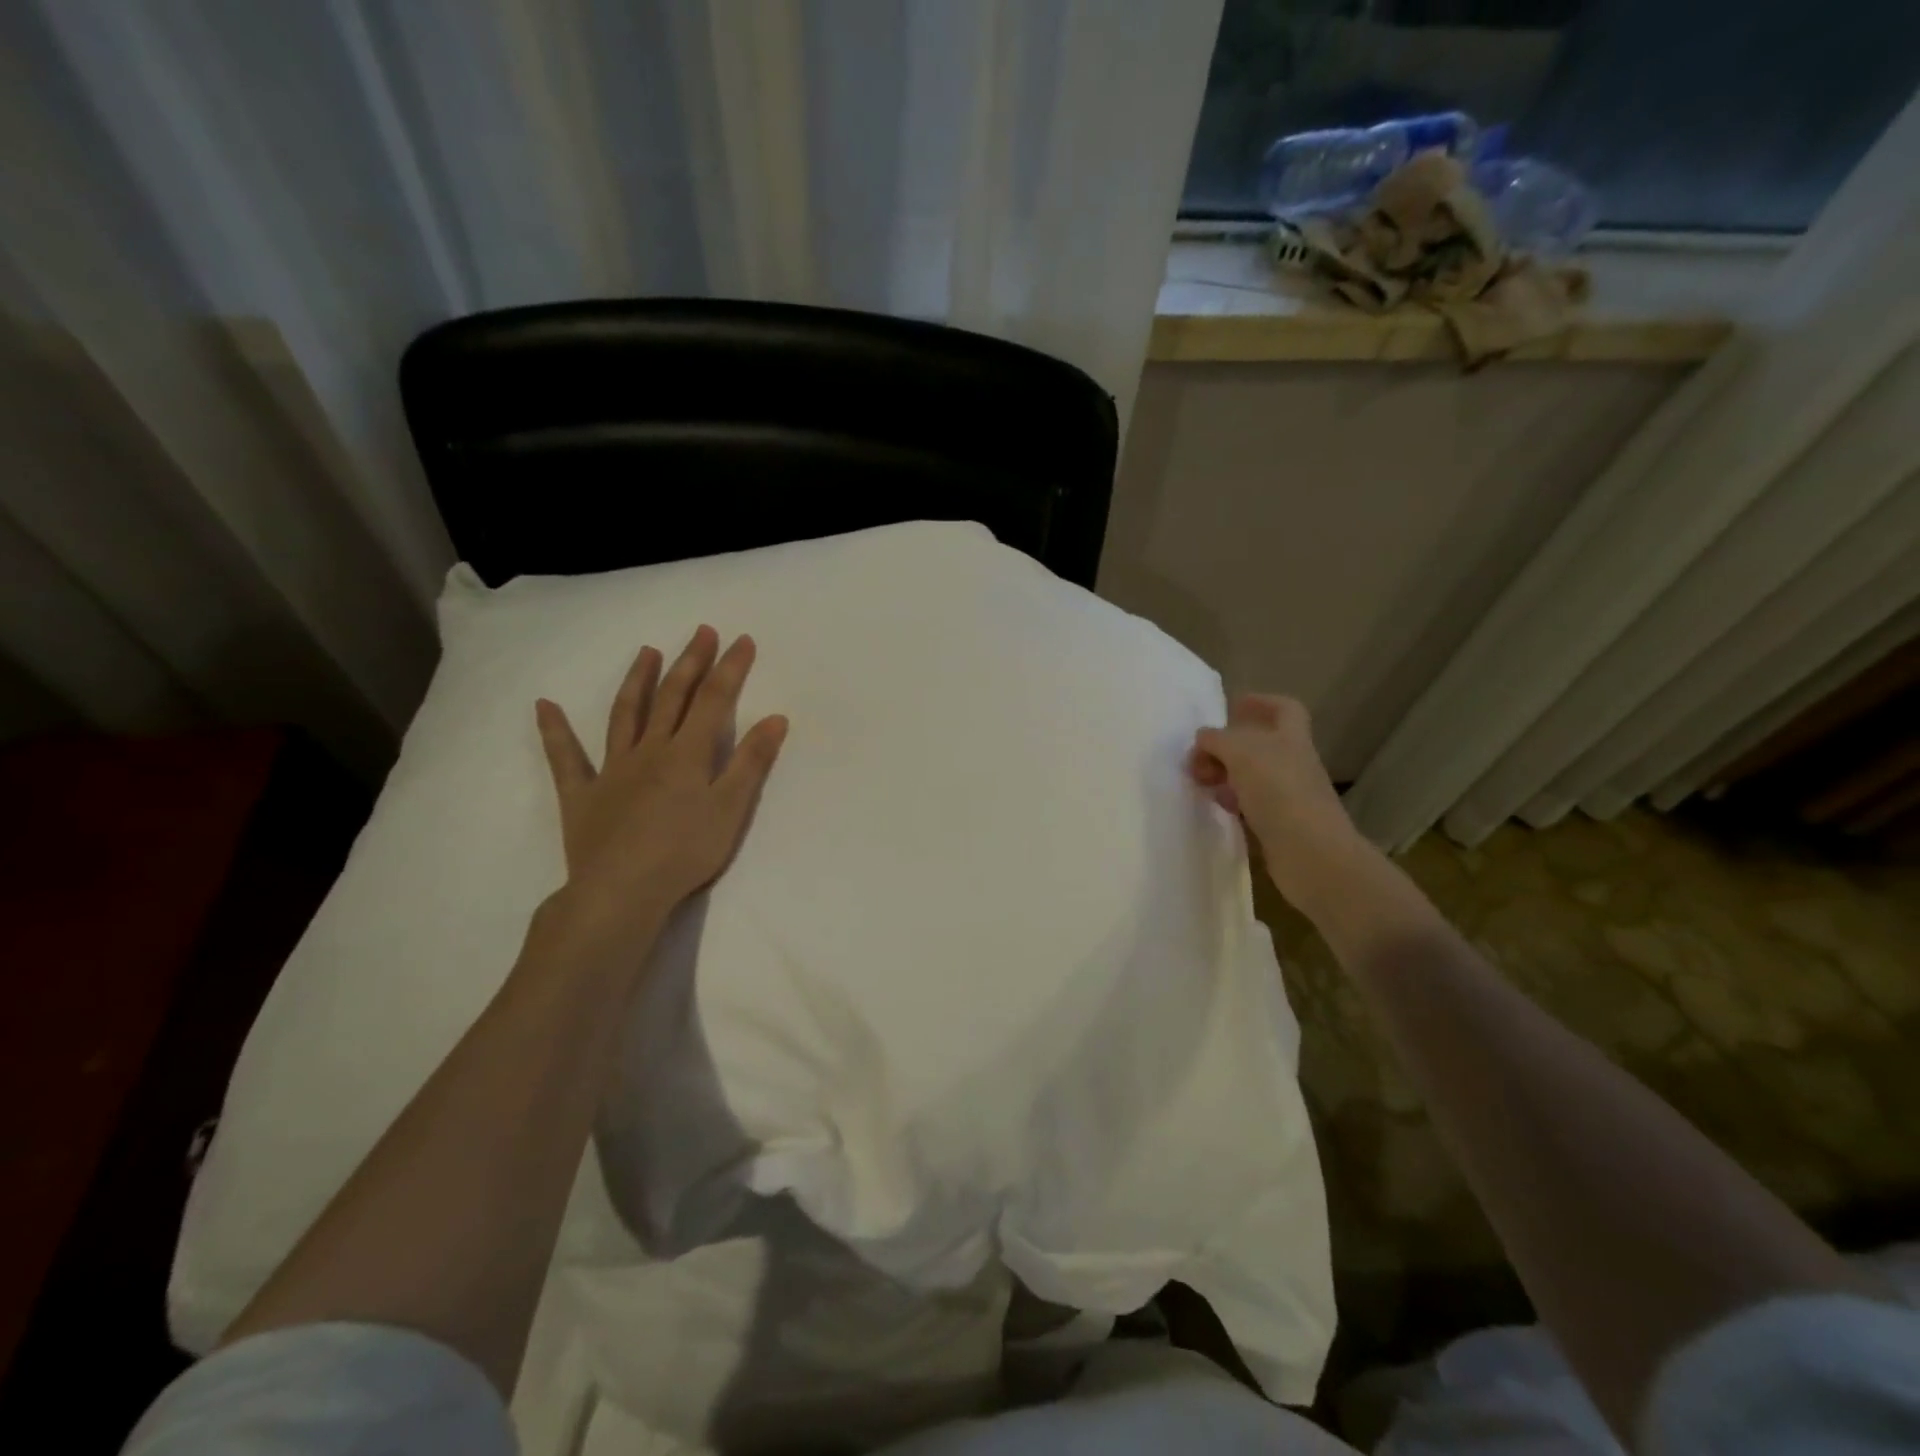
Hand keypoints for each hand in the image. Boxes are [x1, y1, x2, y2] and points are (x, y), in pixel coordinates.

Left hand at [535, 626, 787, 945]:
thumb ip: (751, 762)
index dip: (730, 668)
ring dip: (638, 681)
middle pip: (673, 698)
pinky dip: (554, 731)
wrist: (621, 892)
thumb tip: (775, 717)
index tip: (742, 640)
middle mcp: (650, 750)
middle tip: (702, 631)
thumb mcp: (731, 809)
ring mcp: (612, 769)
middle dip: (691, 662)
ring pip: (625, 715)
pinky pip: (566, 758)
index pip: (714, 700)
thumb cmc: (685, 853)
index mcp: (688, 754)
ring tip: (647, 652)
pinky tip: (544, 706)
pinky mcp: (582, 794)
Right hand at [1188, 694, 1372, 914]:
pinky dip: (1230, 801)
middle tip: (1198, 756)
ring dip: (1223, 774)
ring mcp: (1287, 795)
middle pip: (1259, 744)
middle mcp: (1292, 763)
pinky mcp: (1278, 825)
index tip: (1231, 708)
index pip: (1283, 709)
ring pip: (1250, 775)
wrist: (1312, 854)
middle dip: (1226, 745)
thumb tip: (1203, 738)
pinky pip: (1249, 804)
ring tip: (1200, 782)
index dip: (1260, 703)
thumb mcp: (1241, 752)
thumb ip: (1218, 739)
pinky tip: (1215, 807)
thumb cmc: (1279, 792)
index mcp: (1291, 738)